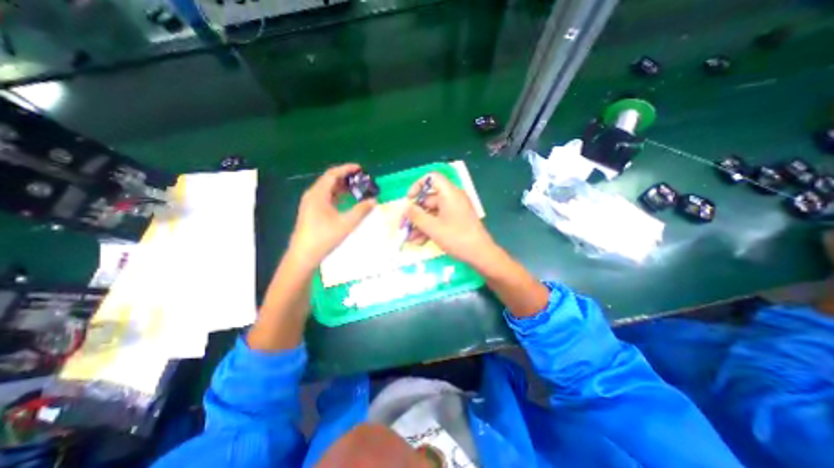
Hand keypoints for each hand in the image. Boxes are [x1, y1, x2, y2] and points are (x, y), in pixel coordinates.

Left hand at [290, 162, 375, 268]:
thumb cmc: (324, 238)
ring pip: (328, 190)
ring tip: (357, 189)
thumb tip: (374, 200)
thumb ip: (362, 211)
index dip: (347, 169)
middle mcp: (312, 195)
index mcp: (318, 194)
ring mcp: (310, 204)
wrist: (303, 256)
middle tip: (362, 179)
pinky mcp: (311, 212)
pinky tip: (347, 202)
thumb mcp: (346, 223)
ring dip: (342, 188)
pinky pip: (326, 198)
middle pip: (330, 180)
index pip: (333, 174)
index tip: (361, 168)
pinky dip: (337, 196)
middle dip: (346, 178)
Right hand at [402, 171, 492, 268]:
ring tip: (409, 239)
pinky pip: (439, 220)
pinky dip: (429, 229)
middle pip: (429, 199)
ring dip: (420, 225)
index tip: (409, 199)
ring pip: (432, 213)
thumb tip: (405, 208)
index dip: (418, 185)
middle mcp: (452, 199)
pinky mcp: (456, 221)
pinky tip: (419, 242)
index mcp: (449, 194)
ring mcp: (454, 211)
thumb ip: (416, 216)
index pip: (432, 178)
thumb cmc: (457, 237)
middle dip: (415, 214)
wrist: (481, 254)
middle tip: (404, 226)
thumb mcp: (433, 228)